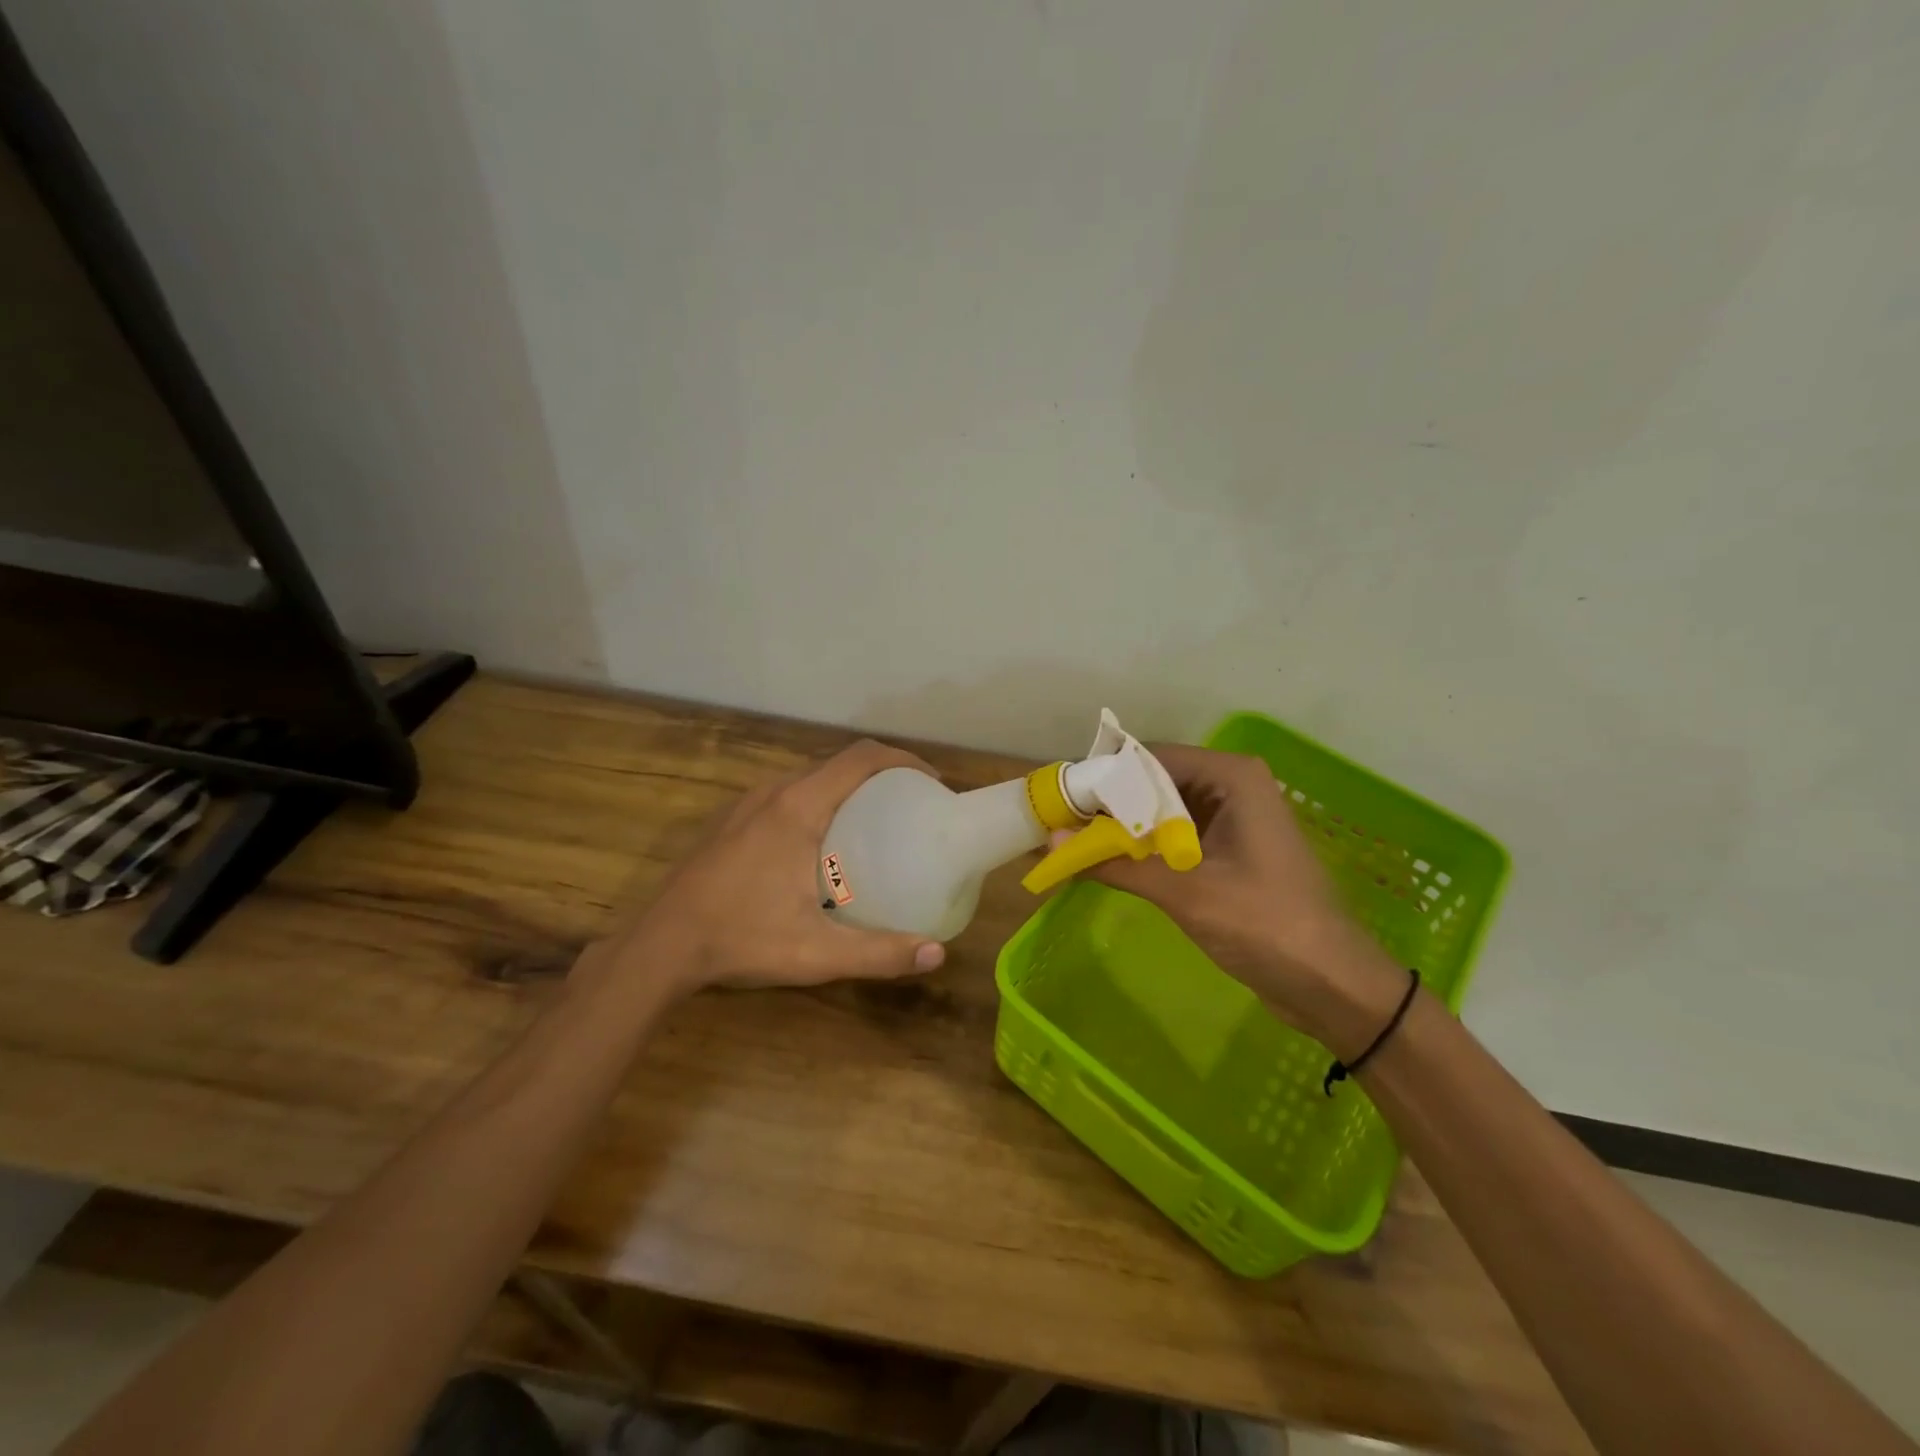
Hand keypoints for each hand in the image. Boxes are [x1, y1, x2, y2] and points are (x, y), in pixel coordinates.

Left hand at [588, 740, 947, 999]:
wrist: (660, 945)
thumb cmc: (741, 939)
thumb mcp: (817, 952)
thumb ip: (879, 953)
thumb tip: (938, 955)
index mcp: (799, 807)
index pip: (862, 758)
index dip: (903, 760)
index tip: (931, 784)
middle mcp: (774, 792)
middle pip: (839, 764)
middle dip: (881, 775)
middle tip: (910, 808)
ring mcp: (747, 804)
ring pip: (810, 778)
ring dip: (847, 788)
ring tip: (874, 822)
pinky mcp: (730, 821)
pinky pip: (786, 794)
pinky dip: (818, 801)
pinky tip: (821, 844)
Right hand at [1077, 744, 1406, 1054]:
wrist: (1332, 985)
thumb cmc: (1265, 924)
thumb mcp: (1185, 890)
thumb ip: (1117, 861)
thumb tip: (1052, 841)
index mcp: (1231, 776)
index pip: (1150, 758)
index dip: (1103, 776)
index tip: (1060, 800)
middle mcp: (1231, 786)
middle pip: (1153, 782)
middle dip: (1108, 805)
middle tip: (1059, 825)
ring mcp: (1232, 819)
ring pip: (1161, 811)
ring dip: (1122, 829)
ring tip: (1073, 844)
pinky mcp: (1228, 851)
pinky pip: (1174, 837)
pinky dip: (1142, 849)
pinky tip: (1107, 864)